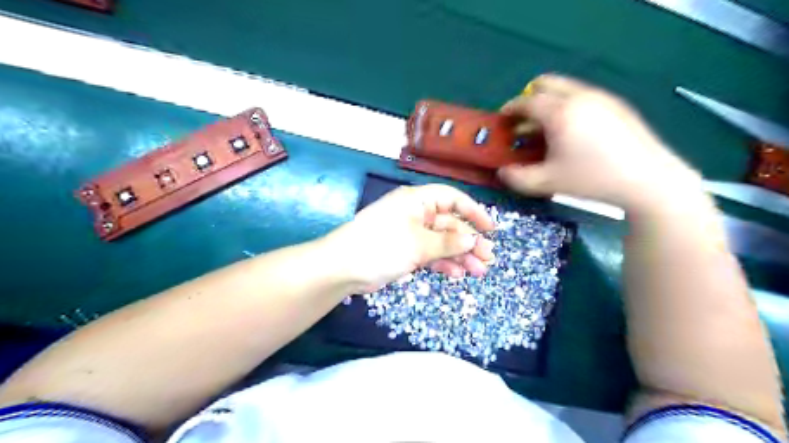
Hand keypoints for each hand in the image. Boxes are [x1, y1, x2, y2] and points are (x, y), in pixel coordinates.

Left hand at [326, 184, 490, 291]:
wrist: (344, 267)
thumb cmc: (382, 245)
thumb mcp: (419, 243)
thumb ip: (448, 242)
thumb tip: (473, 240)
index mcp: (417, 201)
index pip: (452, 199)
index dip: (473, 211)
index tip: (490, 228)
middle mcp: (416, 214)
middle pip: (449, 224)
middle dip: (469, 241)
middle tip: (488, 258)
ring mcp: (410, 234)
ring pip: (441, 242)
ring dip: (459, 256)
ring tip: (478, 271)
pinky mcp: (405, 252)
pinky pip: (430, 255)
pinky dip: (443, 263)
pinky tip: (457, 274)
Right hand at [498, 73, 701, 210]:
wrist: (647, 178)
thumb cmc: (592, 179)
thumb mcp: (547, 182)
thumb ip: (517, 178)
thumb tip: (502, 171)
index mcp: (559, 113)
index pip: (526, 101)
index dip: (509, 109)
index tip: (502, 121)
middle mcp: (579, 96)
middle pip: (545, 83)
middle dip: (528, 98)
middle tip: (524, 120)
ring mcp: (601, 97)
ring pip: (565, 87)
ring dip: (549, 101)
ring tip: (548, 128)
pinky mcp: (616, 103)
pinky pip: (583, 95)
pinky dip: (568, 105)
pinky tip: (574, 131)